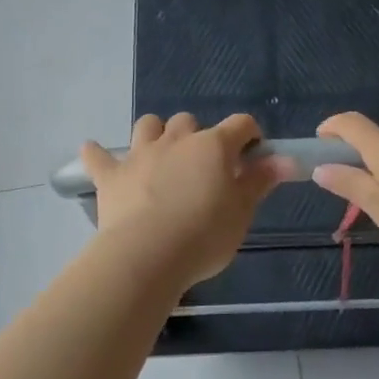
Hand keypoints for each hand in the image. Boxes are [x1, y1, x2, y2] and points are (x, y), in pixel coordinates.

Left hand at [79, 113, 287, 287]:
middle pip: (189, 121)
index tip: (253, 156)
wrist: (147, 256)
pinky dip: (97, 155)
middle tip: (203, 166)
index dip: (250, 136)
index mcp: (213, 146)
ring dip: (155, 133)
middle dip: (198, 136)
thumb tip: (284, 159)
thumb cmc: (204, 235)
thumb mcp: (242, 212)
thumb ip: (260, 181)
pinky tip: (94, 154)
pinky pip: (98, 156)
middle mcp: (177, 140)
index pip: (240, 124)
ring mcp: (140, 155)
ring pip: (147, 125)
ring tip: (160, 155)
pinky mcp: (111, 176)